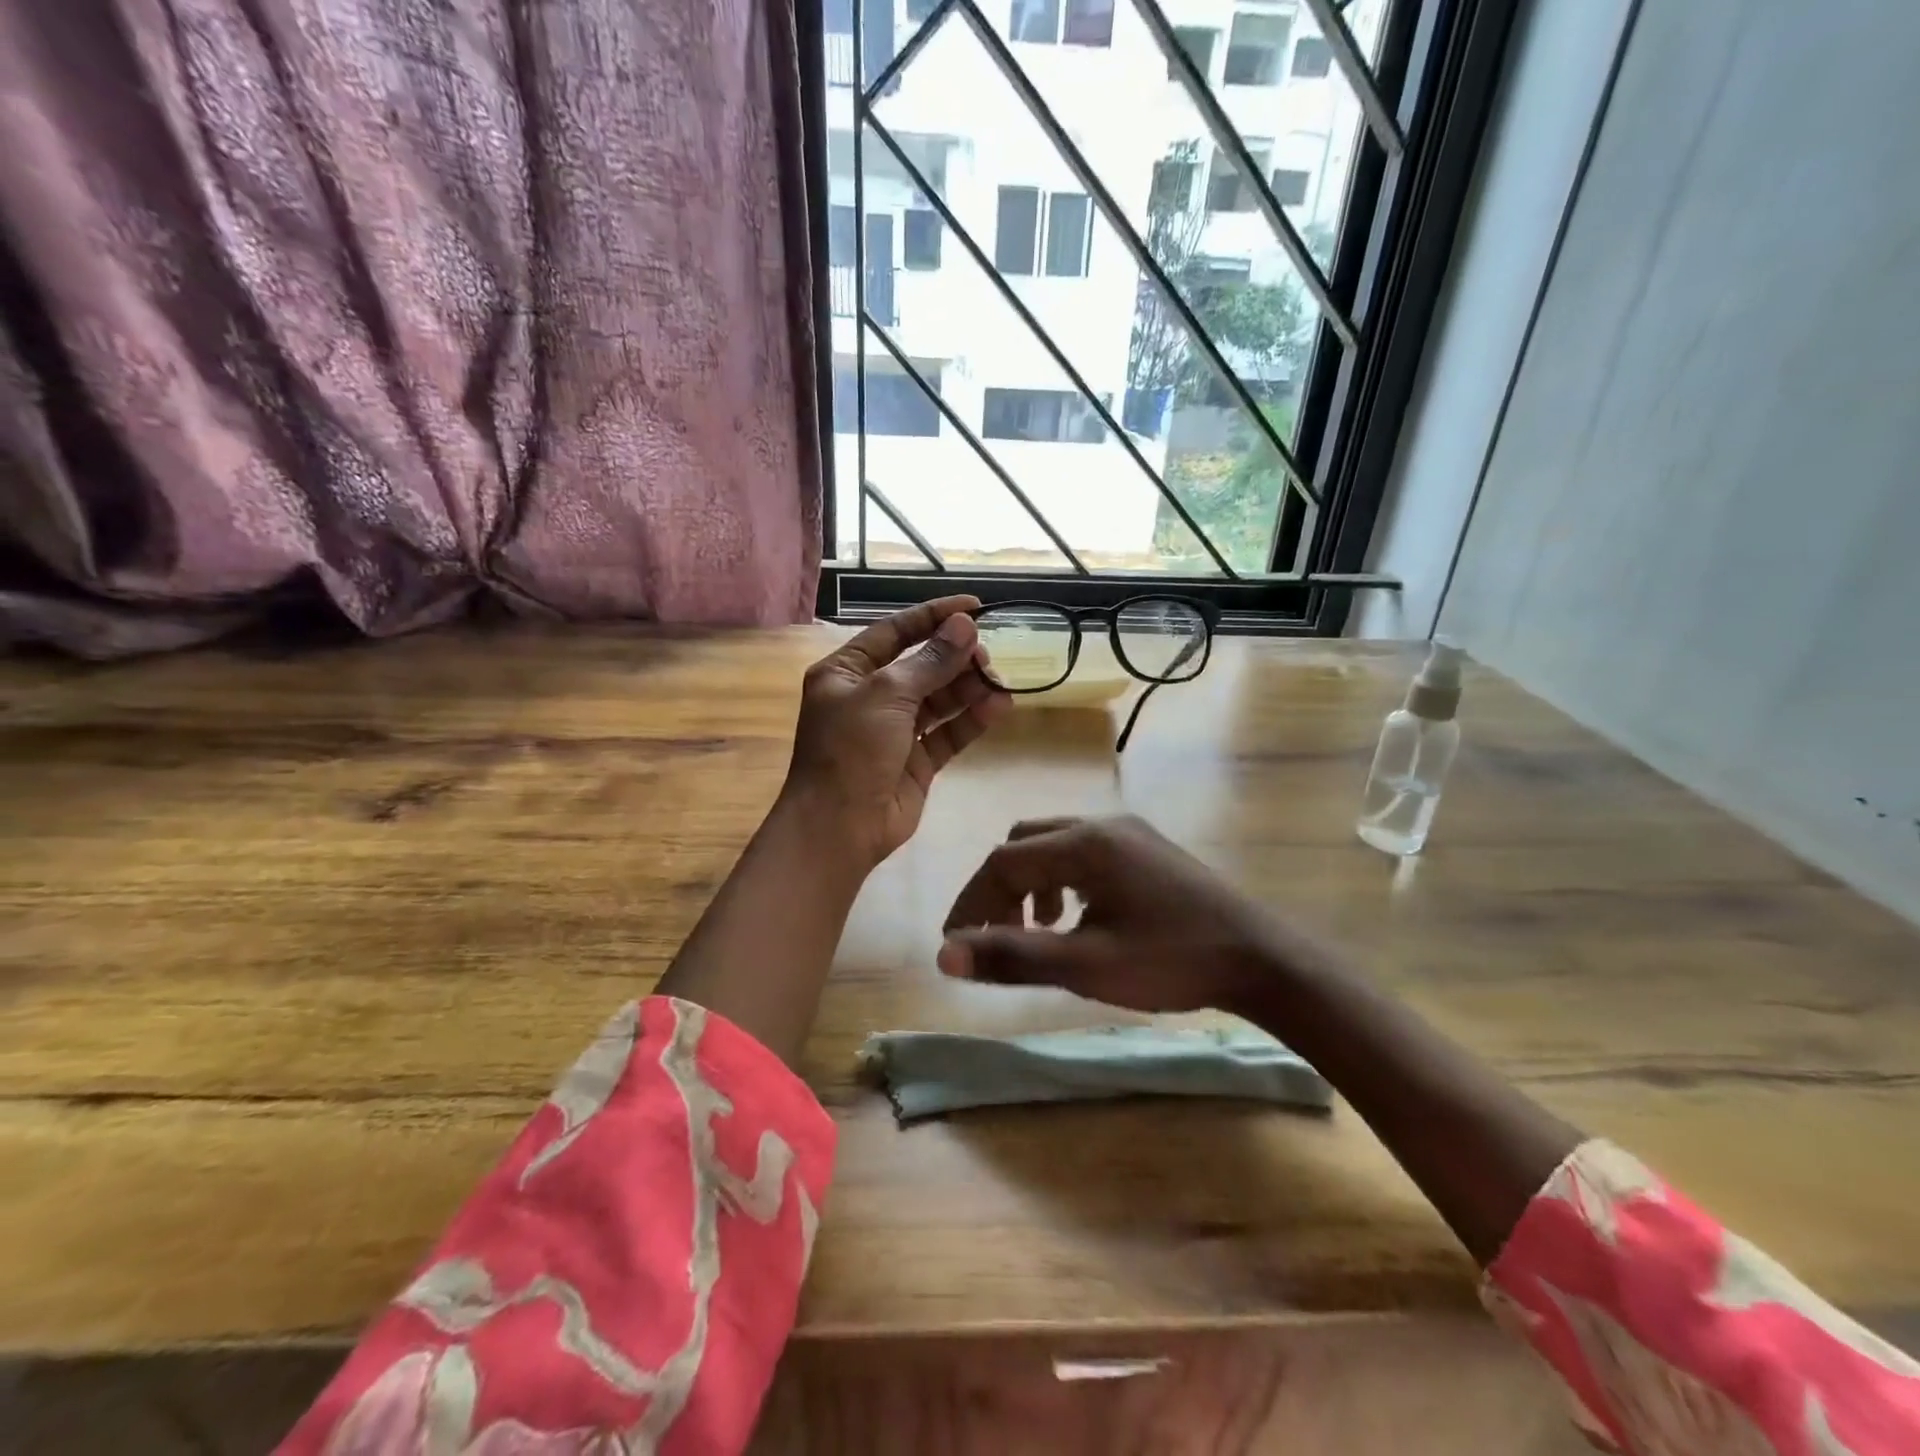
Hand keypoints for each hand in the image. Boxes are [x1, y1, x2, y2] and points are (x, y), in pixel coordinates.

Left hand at [782, 596, 1011, 869]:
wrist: (839, 827)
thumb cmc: (851, 750)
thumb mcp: (887, 695)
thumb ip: (930, 661)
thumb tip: (964, 626)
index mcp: (847, 671)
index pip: (895, 632)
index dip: (933, 616)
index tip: (974, 606)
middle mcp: (870, 696)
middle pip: (921, 664)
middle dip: (955, 657)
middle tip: (986, 655)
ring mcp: (895, 730)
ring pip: (939, 698)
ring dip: (968, 687)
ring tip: (997, 680)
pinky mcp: (917, 760)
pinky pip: (948, 731)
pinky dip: (972, 718)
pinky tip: (999, 706)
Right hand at [939, 815, 1319, 1012]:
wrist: (1261, 958)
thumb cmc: (1171, 962)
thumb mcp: (1086, 966)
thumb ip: (1013, 957)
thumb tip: (944, 955)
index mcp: (1084, 844)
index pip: (1003, 862)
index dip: (971, 903)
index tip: (957, 946)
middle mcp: (1102, 824)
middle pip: (1024, 843)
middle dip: (999, 889)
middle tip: (994, 937)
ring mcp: (1129, 832)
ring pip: (1054, 845)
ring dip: (1030, 884)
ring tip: (1036, 931)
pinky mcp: (1147, 848)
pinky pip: (1085, 852)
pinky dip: (1062, 881)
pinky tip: (1077, 918)